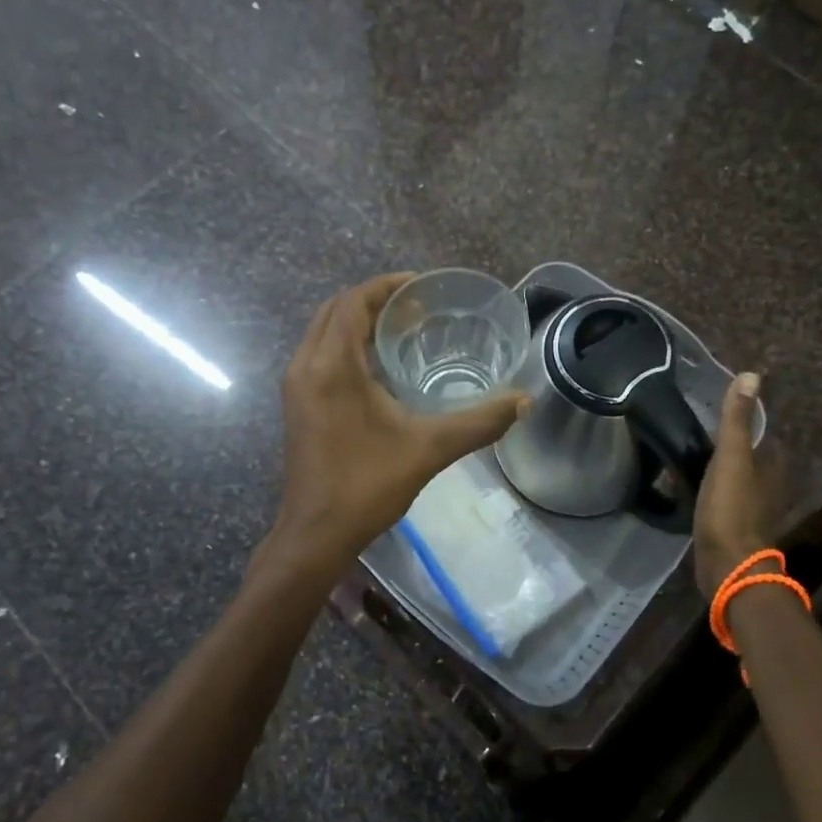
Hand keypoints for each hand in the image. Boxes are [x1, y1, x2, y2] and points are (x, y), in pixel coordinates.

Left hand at [272, 273, 528, 569]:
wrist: (316, 534)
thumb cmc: (367, 485)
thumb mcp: (429, 449)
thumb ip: (479, 422)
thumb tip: (524, 402)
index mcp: (331, 365)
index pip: (353, 302)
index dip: (386, 286)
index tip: (422, 287)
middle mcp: (306, 366)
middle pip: (335, 310)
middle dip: (373, 300)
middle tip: (417, 307)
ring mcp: (296, 386)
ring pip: (324, 332)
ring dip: (358, 322)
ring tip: (403, 329)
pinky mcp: (298, 404)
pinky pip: (320, 354)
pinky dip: (347, 345)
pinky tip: (381, 366)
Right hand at [693, 372, 795, 594]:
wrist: (726, 565)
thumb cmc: (732, 508)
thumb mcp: (731, 457)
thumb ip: (737, 419)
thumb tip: (751, 375)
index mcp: (774, 467)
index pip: (765, 434)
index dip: (747, 420)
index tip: (722, 408)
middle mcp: (770, 486)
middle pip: (751, 456)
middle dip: (732, 443)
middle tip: (700, 427)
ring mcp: (752, 508)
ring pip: (737, 477)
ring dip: (720, 466)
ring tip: (692, 451)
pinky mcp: (733, 525)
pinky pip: (723, 496)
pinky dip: (711, 487)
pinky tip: (691, 483)